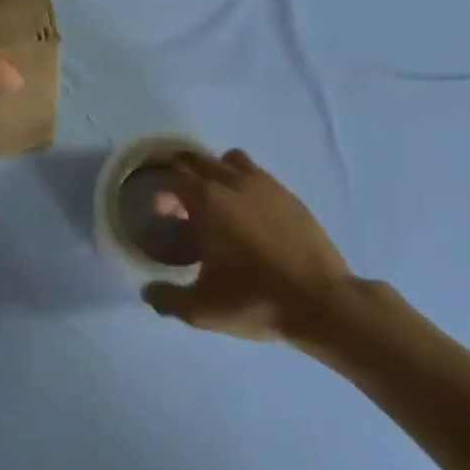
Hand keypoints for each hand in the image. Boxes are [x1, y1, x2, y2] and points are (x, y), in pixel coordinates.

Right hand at [142, 150, 353, 341]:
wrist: (322, 302)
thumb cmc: (255, 300)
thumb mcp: (202, 310)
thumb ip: (168, 298)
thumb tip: (148, 291)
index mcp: (207, 200)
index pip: (173, 175)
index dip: (161, 190)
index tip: (160, 210)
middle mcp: (233, 182)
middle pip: (198, 160)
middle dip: (183, 174)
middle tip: (180, 202)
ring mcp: (265, 184)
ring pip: (230, 160)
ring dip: (216, 172)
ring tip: (216, 201)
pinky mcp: (289, 195)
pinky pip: (258, 174)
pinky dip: (244, 183)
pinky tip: (249, 213)